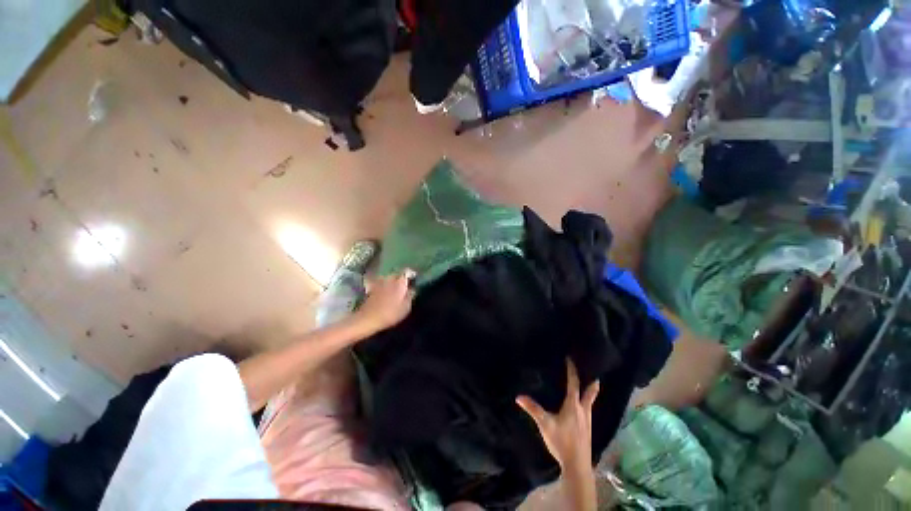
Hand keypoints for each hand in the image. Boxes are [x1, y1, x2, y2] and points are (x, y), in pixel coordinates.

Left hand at [354, 269, 415, 333]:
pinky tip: (385, 293)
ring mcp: (379, 282)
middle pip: (397, 274)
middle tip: (405, 286)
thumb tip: (413, 289)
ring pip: (389, 278)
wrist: (368, 318)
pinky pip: (381, 283)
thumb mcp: (406, 307)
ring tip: (395, 289)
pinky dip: (384, 286)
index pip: (407, 272)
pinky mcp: (371, 288)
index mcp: (400, 282)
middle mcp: (389, 278)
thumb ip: (411, 296)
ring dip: (392, 282)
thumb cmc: (390, 313)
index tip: (414, 280)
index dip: (411, 275)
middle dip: (401, 278)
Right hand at [516, 358, 599, 470]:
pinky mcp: (588, 428)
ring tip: (585, 381)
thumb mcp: (545, 424)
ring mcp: (588, 419)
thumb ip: (533, 409)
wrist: (577, 466)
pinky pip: (589, 408)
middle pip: (591, 390)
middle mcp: (584, 409)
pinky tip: (581, 404)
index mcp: (574, 405)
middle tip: (590, 367)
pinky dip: (587, 400)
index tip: (570, 358)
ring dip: (589, 389)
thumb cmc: (562, 442)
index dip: (572, 370)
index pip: (574, 383)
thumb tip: (519, 397)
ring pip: (591, 399)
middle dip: (591, 379)